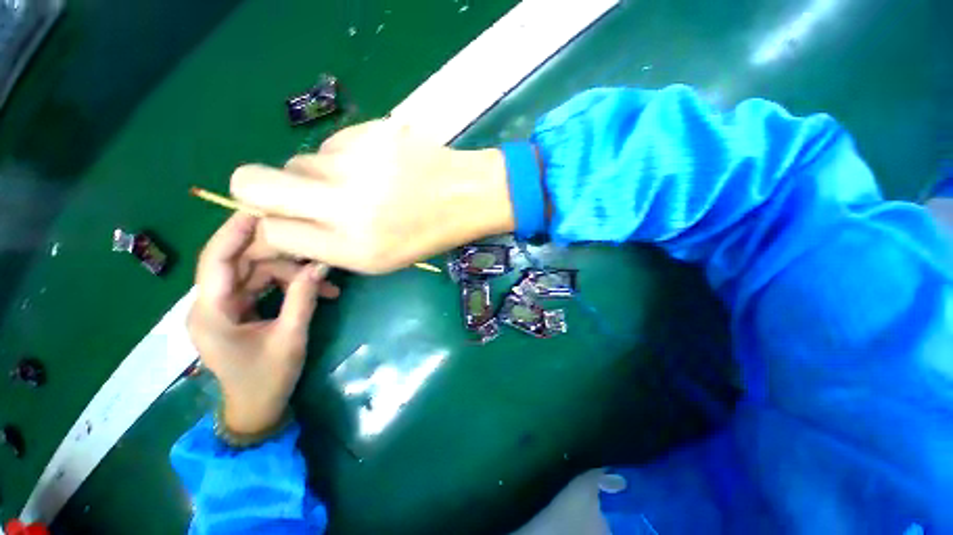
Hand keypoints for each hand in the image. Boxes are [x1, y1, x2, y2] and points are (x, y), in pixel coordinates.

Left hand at [187, 214, 339, 434]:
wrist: (256, 409)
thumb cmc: (267, 379)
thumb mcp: (290, 337)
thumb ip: (302, 298)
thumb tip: (320, 265)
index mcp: (211, 311)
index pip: (217, 259)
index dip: (235, 231)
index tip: (261, 208)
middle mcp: (211, 304)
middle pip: (242, 263)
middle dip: (281, 256)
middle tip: (315, 251)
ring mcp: (225, 307)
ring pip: (256, 273)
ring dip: (291, 274)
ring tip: (326, 284)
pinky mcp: (238, 311)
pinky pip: (262, 286)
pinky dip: (288, 285)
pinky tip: (315, 291)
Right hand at [230, 119, 515, 273]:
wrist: (466, 196)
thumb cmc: (426, 234)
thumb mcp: (379, 260)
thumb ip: (325, 247)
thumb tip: (278, 226)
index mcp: (352, 246)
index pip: (271, 230)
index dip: (272, 226)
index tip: (288, 221)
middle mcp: (345, 204)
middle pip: (251, 181)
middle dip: (257, 191)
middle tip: (295, 197)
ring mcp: (356, 161)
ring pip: (298, 162)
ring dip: (316, 177)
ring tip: (359, 187)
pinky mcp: (368, 131)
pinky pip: (331, 145)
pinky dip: (342, 159)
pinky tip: (375, 168)